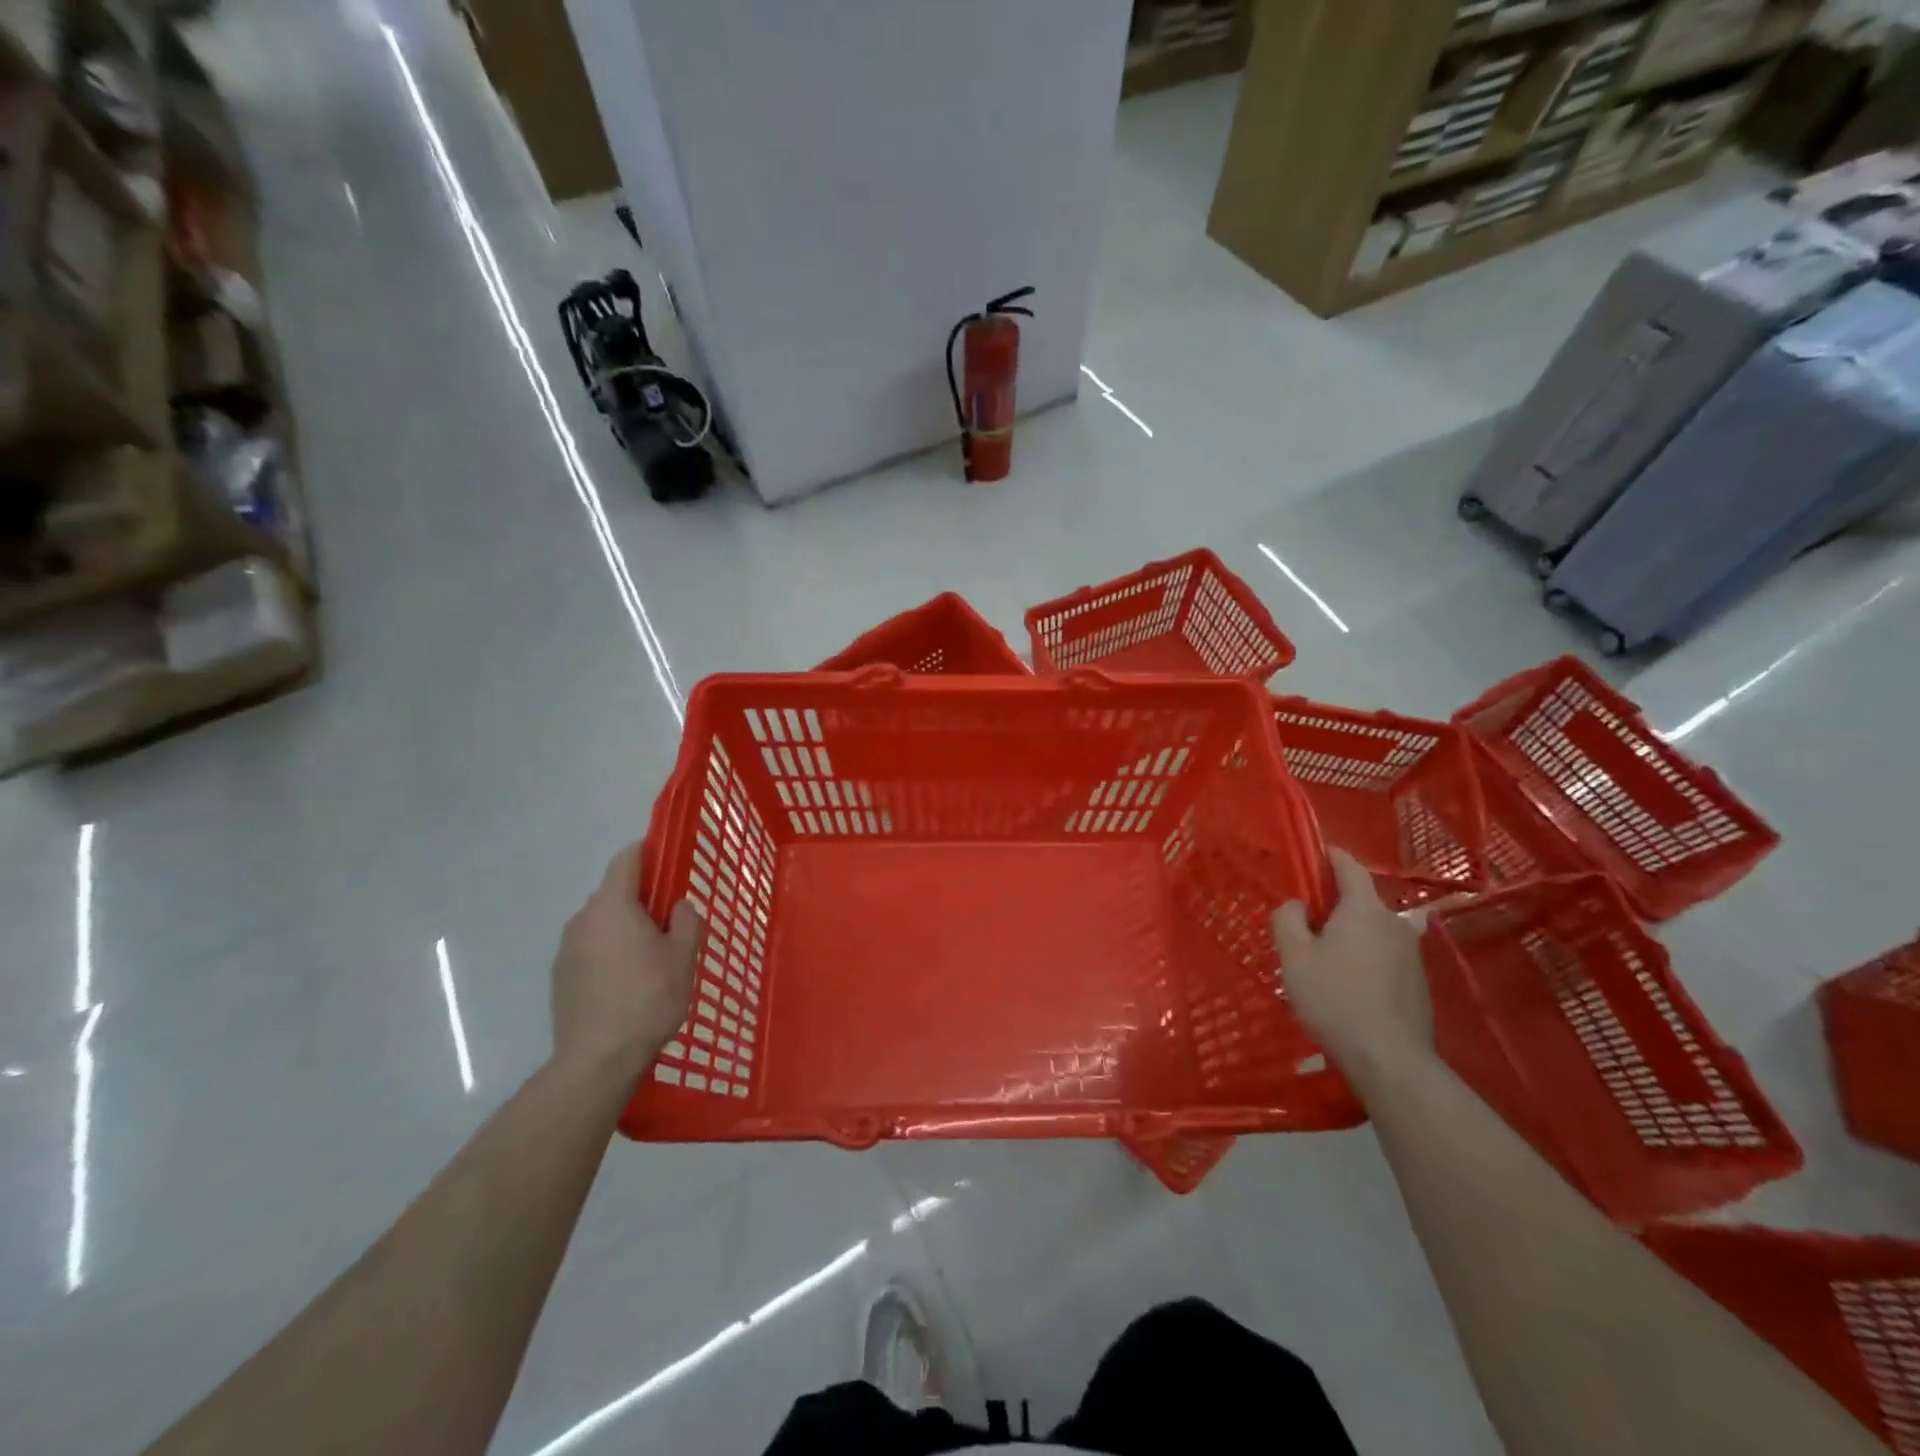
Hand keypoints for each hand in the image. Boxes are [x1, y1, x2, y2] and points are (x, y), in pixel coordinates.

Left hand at [551, 842, 702, 1082]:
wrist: (597, 1060)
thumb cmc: (648, 1000)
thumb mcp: (683, 958)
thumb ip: (686, 922)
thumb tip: (679, 906)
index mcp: (613, 907)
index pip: (626, 860)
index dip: (647, 852)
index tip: (668, 857)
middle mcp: (583, 920)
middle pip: (614, 893)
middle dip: (641, 898)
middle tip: (670, 919)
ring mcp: (566, 949)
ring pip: (601, 923)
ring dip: (624, 928)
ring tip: (650, 956)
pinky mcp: (559, 977)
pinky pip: (590, 949)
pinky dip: (608, 952)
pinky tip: (627, 982)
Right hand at [1273, 849, 1433, 1087]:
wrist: (1390, 1059)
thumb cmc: (1335, 999)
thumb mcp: (1294, 957)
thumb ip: (1288, 920)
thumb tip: (1297, 906)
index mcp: (1364, 910)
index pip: (1350, 868)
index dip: (1332, 857)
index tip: (1317, 854)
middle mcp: (1394, 924)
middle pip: (1362, 901)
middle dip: (1336, 903)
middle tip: (1307, 919)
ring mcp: (1412, 955)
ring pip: (1374, 930)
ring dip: (1351, 934)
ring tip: (1325, 957)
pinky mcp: (1418, 983)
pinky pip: (1385, 955)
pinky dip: (1365, 957)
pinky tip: (1348, 984)